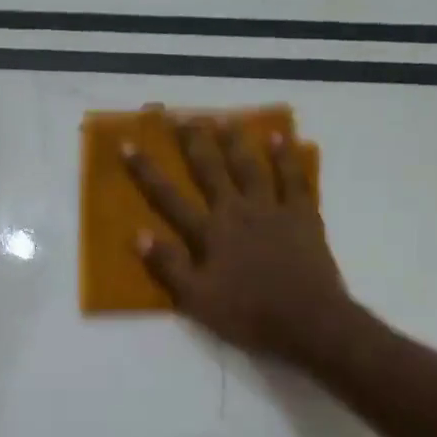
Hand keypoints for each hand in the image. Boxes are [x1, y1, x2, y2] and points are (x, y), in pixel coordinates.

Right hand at [122, 116, 351, 364]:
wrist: (308, 321)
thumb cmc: (248, 315)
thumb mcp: (197, 300)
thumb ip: (169, 266)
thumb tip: (138, 234)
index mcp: (210, 233)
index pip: (169, 197)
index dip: (146, 171)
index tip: (128, 144)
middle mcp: (237, 211)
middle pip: (211, 170)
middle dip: (193, 142)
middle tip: (181, 115)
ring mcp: (272, 210)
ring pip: (250, 167)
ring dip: (236, 141)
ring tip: (224, 118)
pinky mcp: (302, 215)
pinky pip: (293, 179)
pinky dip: (285, 157)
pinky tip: (279, 138)